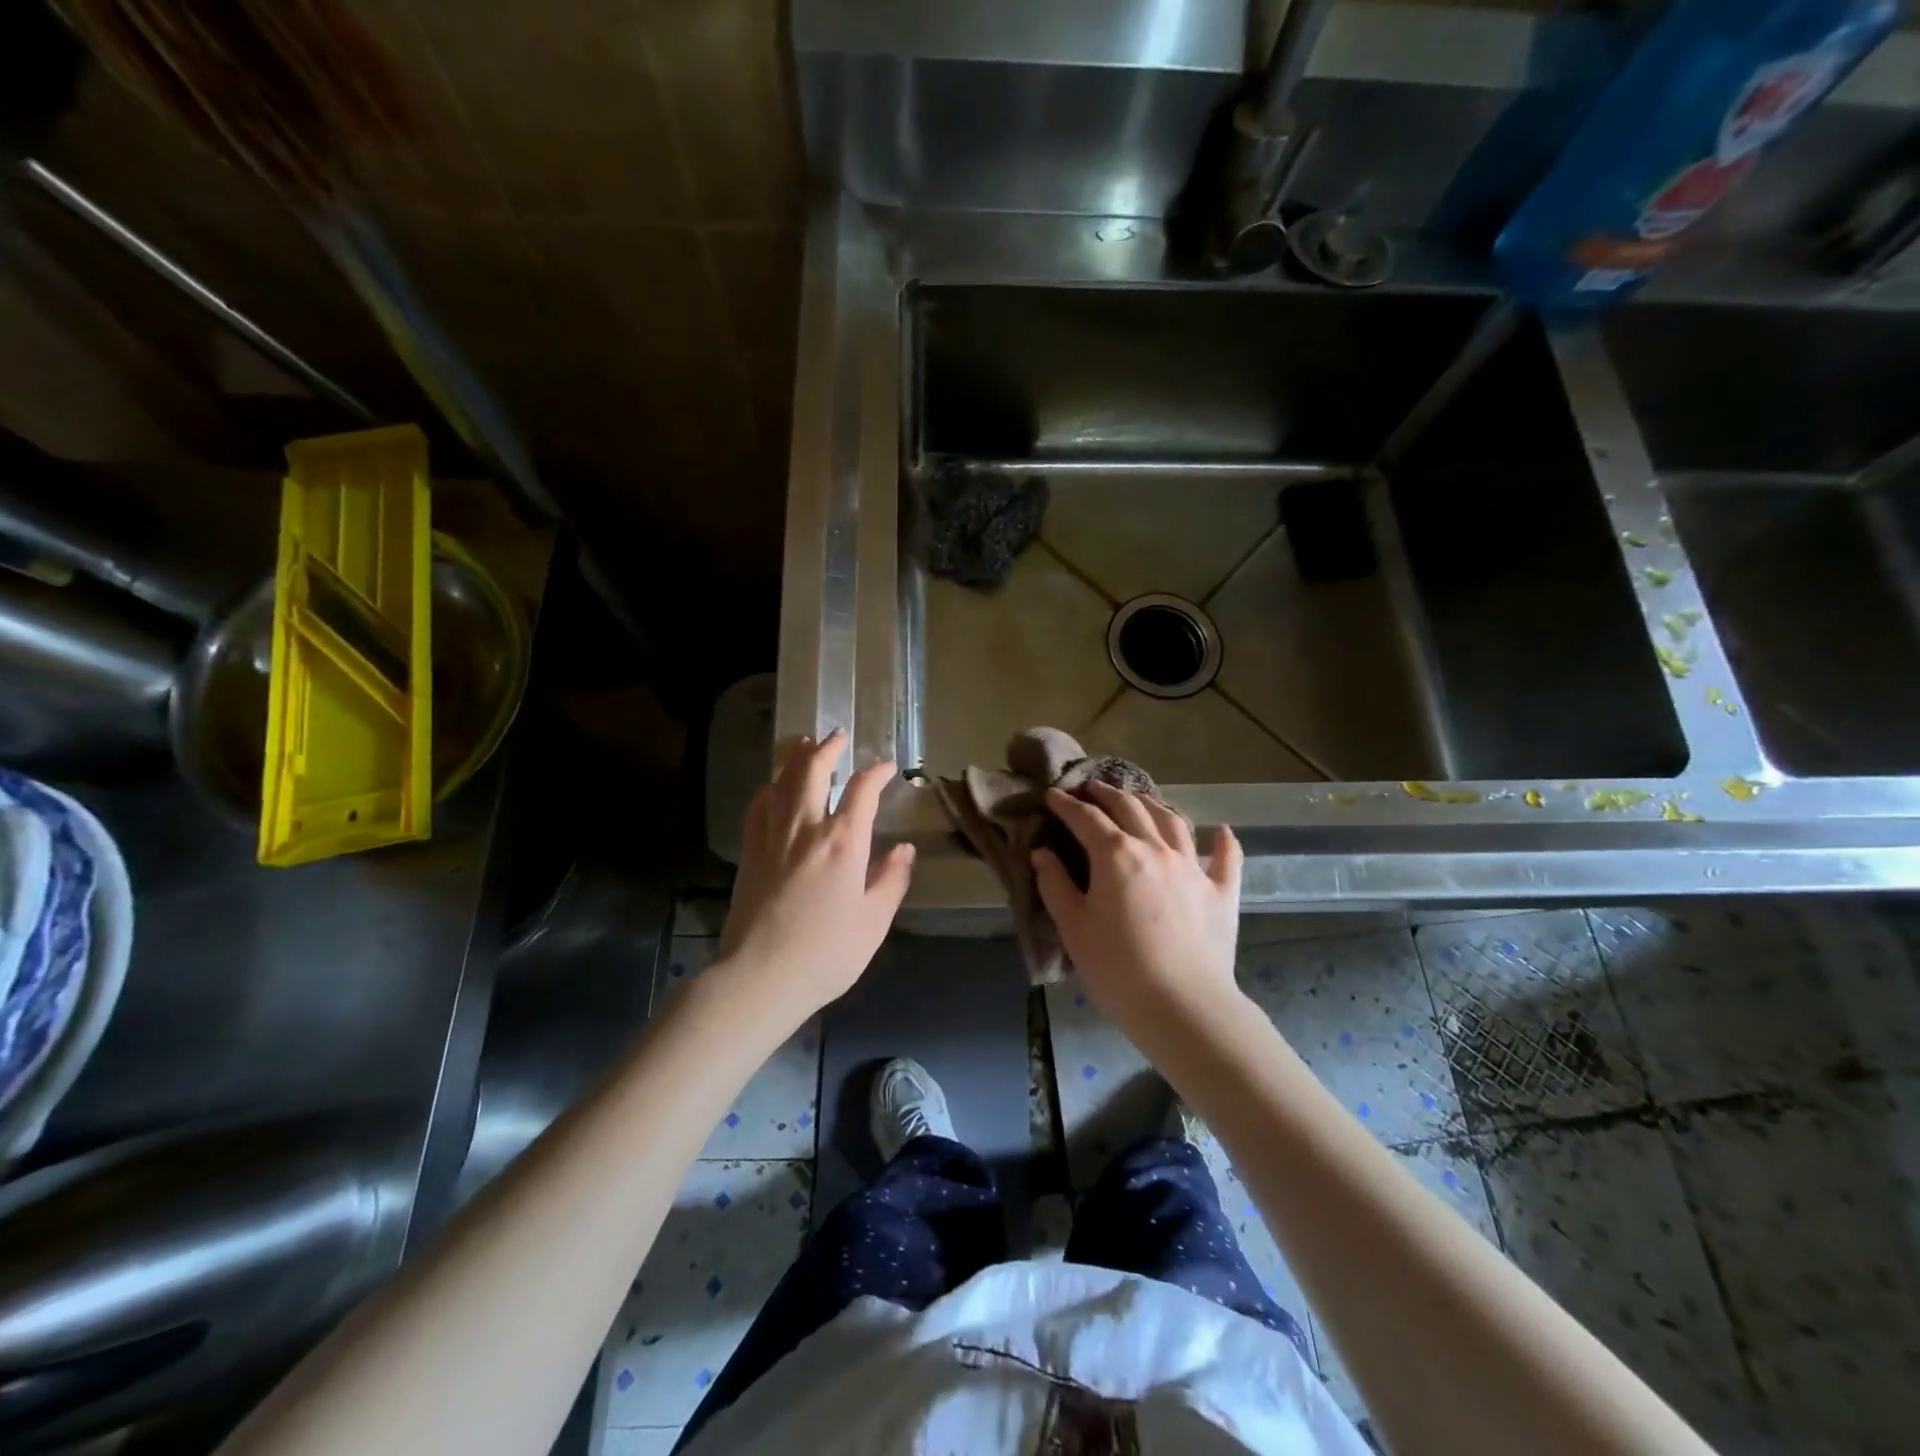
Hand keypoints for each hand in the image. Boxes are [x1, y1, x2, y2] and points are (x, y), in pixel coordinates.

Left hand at [715, 730, 914, 1028]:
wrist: (760, 976)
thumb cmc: (827, 953)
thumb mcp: (874, 921)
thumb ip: (892, 880)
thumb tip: (905, 849)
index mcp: (843, 842)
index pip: (862, 790)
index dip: (876, 773)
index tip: (887, 767)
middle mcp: (806, 828)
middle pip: (813, 770)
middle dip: (828, 748)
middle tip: (837, 735)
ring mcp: (772, 836)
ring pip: (783, 781)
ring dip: (797, 758)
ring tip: (806, 744)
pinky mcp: (750, 851)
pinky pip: (759, 806)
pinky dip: (770, 788)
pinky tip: (774, 788)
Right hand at [1032, 783, 1242, 1028]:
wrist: (1183, 1006)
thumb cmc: (1117, 968)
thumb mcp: (1073, 927)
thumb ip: (1055, 884)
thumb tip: (1042, 852)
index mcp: (1116, 854)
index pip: (1086, 818)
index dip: (1066, 804)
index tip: (1052, 796)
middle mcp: (1156, 848)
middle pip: (1130, 808)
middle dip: (1107, 794)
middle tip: (1091, 789)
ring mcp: (1193, 867)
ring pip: (1173, 822)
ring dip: (1153, 805)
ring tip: (1141, 801)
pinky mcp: (1222, 892)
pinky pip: (1226, 857)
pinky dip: (1222, 841)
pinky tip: (1221, 830)